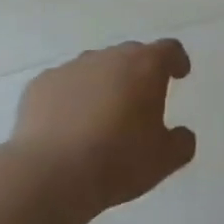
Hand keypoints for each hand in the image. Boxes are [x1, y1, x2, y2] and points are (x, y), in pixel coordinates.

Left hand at [8, 40, 197, 218]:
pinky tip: (68, 126)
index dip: (176, 60)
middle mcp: (108, 57)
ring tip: (102, 116)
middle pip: (130, 54)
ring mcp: (71, 67)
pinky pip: (64, 85)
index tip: (179, 74)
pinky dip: (71, 98)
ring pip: (95, 68)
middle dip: (138, 73)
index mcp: (144, 66)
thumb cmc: (117, 161)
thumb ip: (181, 143)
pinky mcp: (41, 84)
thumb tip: (182, 135)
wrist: (50, 174)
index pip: (168, 50)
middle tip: (141, 101)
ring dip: (103, 84)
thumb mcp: (163, 160)